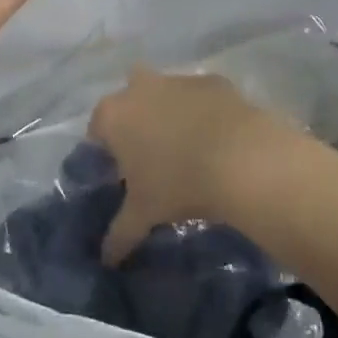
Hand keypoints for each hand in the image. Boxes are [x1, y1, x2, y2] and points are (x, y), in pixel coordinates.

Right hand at [88, 65, 305, 263]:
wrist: (241, 159)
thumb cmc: (178, 184)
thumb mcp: (143, 214)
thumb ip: (119, 235)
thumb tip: (106, 259)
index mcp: (113, 115)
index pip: (97, 131)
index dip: (107, 153)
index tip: (122, 176)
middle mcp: (139, 87)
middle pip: (128, 101)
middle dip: (135, 121)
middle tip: (151, 156)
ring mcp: (177, 79)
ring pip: (164, 93)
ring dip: (169, 113)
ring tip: (187, 150)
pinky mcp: (212, 80)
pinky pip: (199, 96)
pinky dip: (203, 112)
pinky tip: (216, 139)